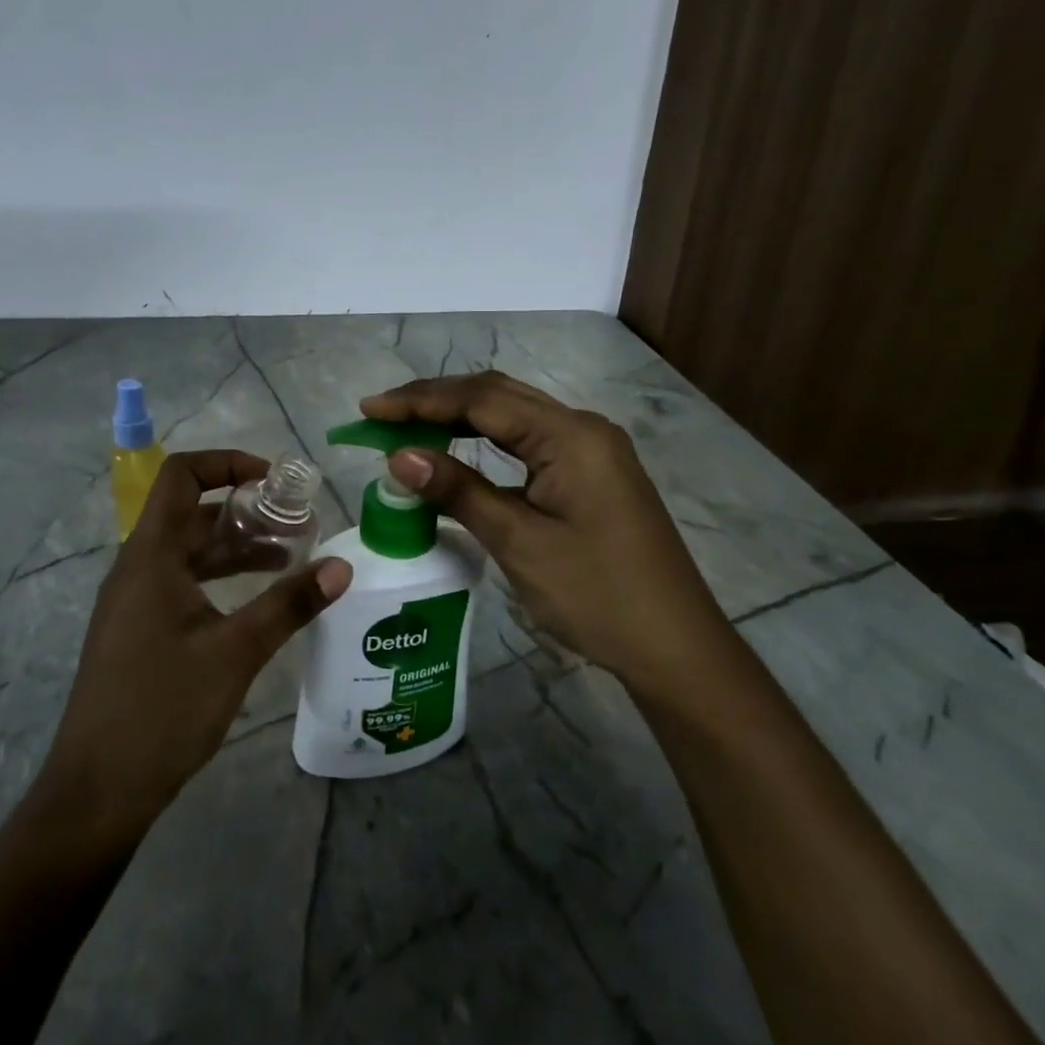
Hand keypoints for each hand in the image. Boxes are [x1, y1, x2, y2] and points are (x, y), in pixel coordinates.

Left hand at [37, 450, 351, 841]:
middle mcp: (138, 567)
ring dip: (237, 548)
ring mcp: (135, 600)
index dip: (227, 463)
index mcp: (151, 555)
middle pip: (192, 514)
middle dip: (246, 512)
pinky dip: (220, 579)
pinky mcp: (139, 630)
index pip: (182, 475)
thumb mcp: (235, 652)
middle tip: (299, 526)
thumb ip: (289, 604)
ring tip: (290, 560)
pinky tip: (257, 603)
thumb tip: (341, 566)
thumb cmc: (162, 709)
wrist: (97, 792)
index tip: (274, 482)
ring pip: (191, 552)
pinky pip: (183, 583)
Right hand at [361, 372, 720, 686]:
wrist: (675, 648)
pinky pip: (528, 441)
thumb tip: (398, 457)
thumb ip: (459, 490)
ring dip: (460, 417)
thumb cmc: (597, 595)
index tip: (369, 411)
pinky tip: (458, 452)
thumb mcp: (519, 542)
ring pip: (513, 416)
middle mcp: (582, 428)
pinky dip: (486, 441)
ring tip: (407, 428)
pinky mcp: (591, 473)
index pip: (480, 400)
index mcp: (570, 435)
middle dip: (436, 401)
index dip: (419, 401)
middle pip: (497, 396)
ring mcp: (591, 449)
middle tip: (381, 416)